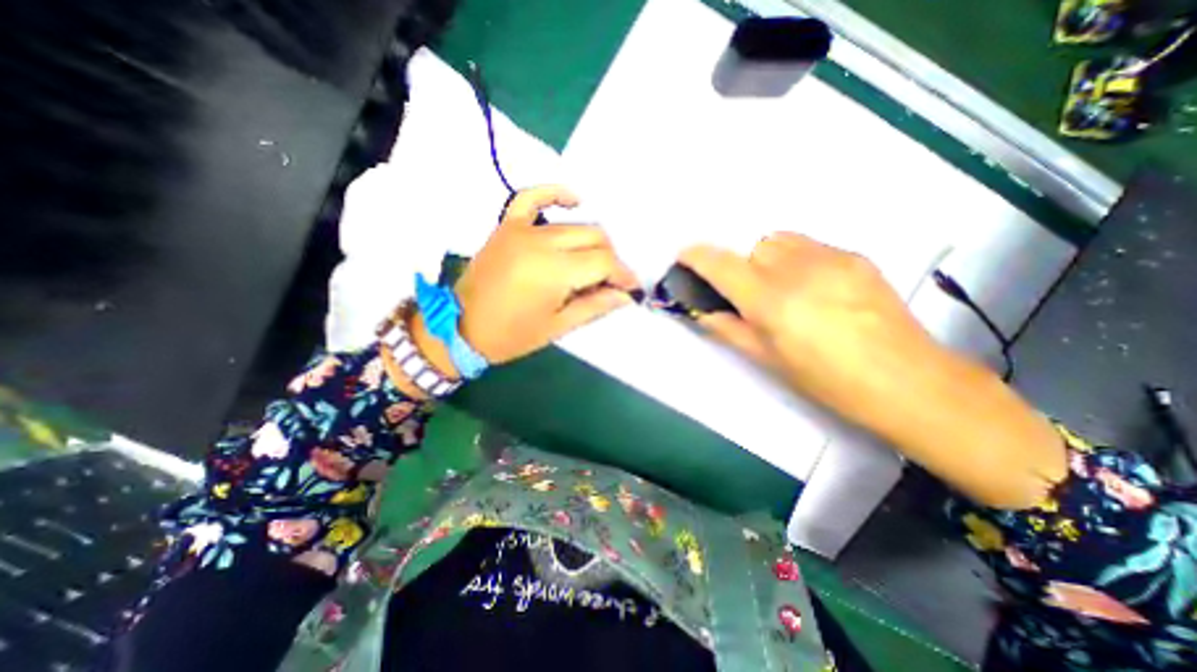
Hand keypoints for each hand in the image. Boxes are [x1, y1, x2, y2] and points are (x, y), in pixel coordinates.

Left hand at [450, 184, 639, 366]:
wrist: (461, 327)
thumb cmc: (512, 335)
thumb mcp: (558, 327)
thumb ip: (595, 306)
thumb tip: (626, 295)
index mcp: (554, 272)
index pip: (604, 261)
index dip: (623, 274)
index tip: (631, 287)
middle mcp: (541, 242)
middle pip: (593, 237)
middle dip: (610, 259)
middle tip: (611, 281)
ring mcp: (521, 229)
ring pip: (573, 224)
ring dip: (592, 241)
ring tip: (593, 263)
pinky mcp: (507, 225)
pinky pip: (533, 197)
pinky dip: (556, 194)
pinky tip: (574, 200)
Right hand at [678, 232, 1059, 507]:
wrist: (907, 380)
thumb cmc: (827, 381)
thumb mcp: (768, 360)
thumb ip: (729, 330)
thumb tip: (703, 313)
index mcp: (772, 302)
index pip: (723, 265)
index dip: (698, 256)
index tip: (685, 256)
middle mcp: (797, 270)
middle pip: (752, 248)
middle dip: (741, 266)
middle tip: (750, 295)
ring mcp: (831, 258)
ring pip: (779, 241)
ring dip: (767, 258)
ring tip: (781, 287)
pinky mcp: (855, 256)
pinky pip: (809, 245)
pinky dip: (795, 259)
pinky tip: (812, 287)